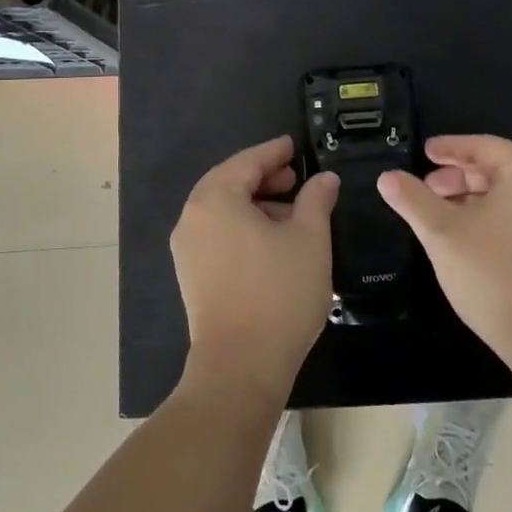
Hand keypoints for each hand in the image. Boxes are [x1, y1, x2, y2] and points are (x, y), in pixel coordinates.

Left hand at [171, 136, 339, 405]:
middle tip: (296, 179)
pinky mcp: (192, 276)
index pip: (247, 161)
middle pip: (229, 183)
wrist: (241, 366)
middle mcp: (192, 218)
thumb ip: (316, 199)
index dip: (274, 151)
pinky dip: (243, 227)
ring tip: (292, 213)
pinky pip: (218, 235)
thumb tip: (323, 179)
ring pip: (223, 211)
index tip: (295, 145)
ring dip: (255, 205)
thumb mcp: (310, 238)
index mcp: (215, 199)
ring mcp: (187, 250)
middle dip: (264, 178)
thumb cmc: (279, 292)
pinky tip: (273, 242)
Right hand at [377, 135, 511, 372]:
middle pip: (500, 170)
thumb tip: (387, 178)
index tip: (425, 152)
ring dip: (474, 199)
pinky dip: (494, 217)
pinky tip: (469, 238)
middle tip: (426, 189)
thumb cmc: (493, 275)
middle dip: (459, 177)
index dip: (451, 147)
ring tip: (441, 215)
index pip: (486, 146)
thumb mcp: (443, 233)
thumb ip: (413, 200)